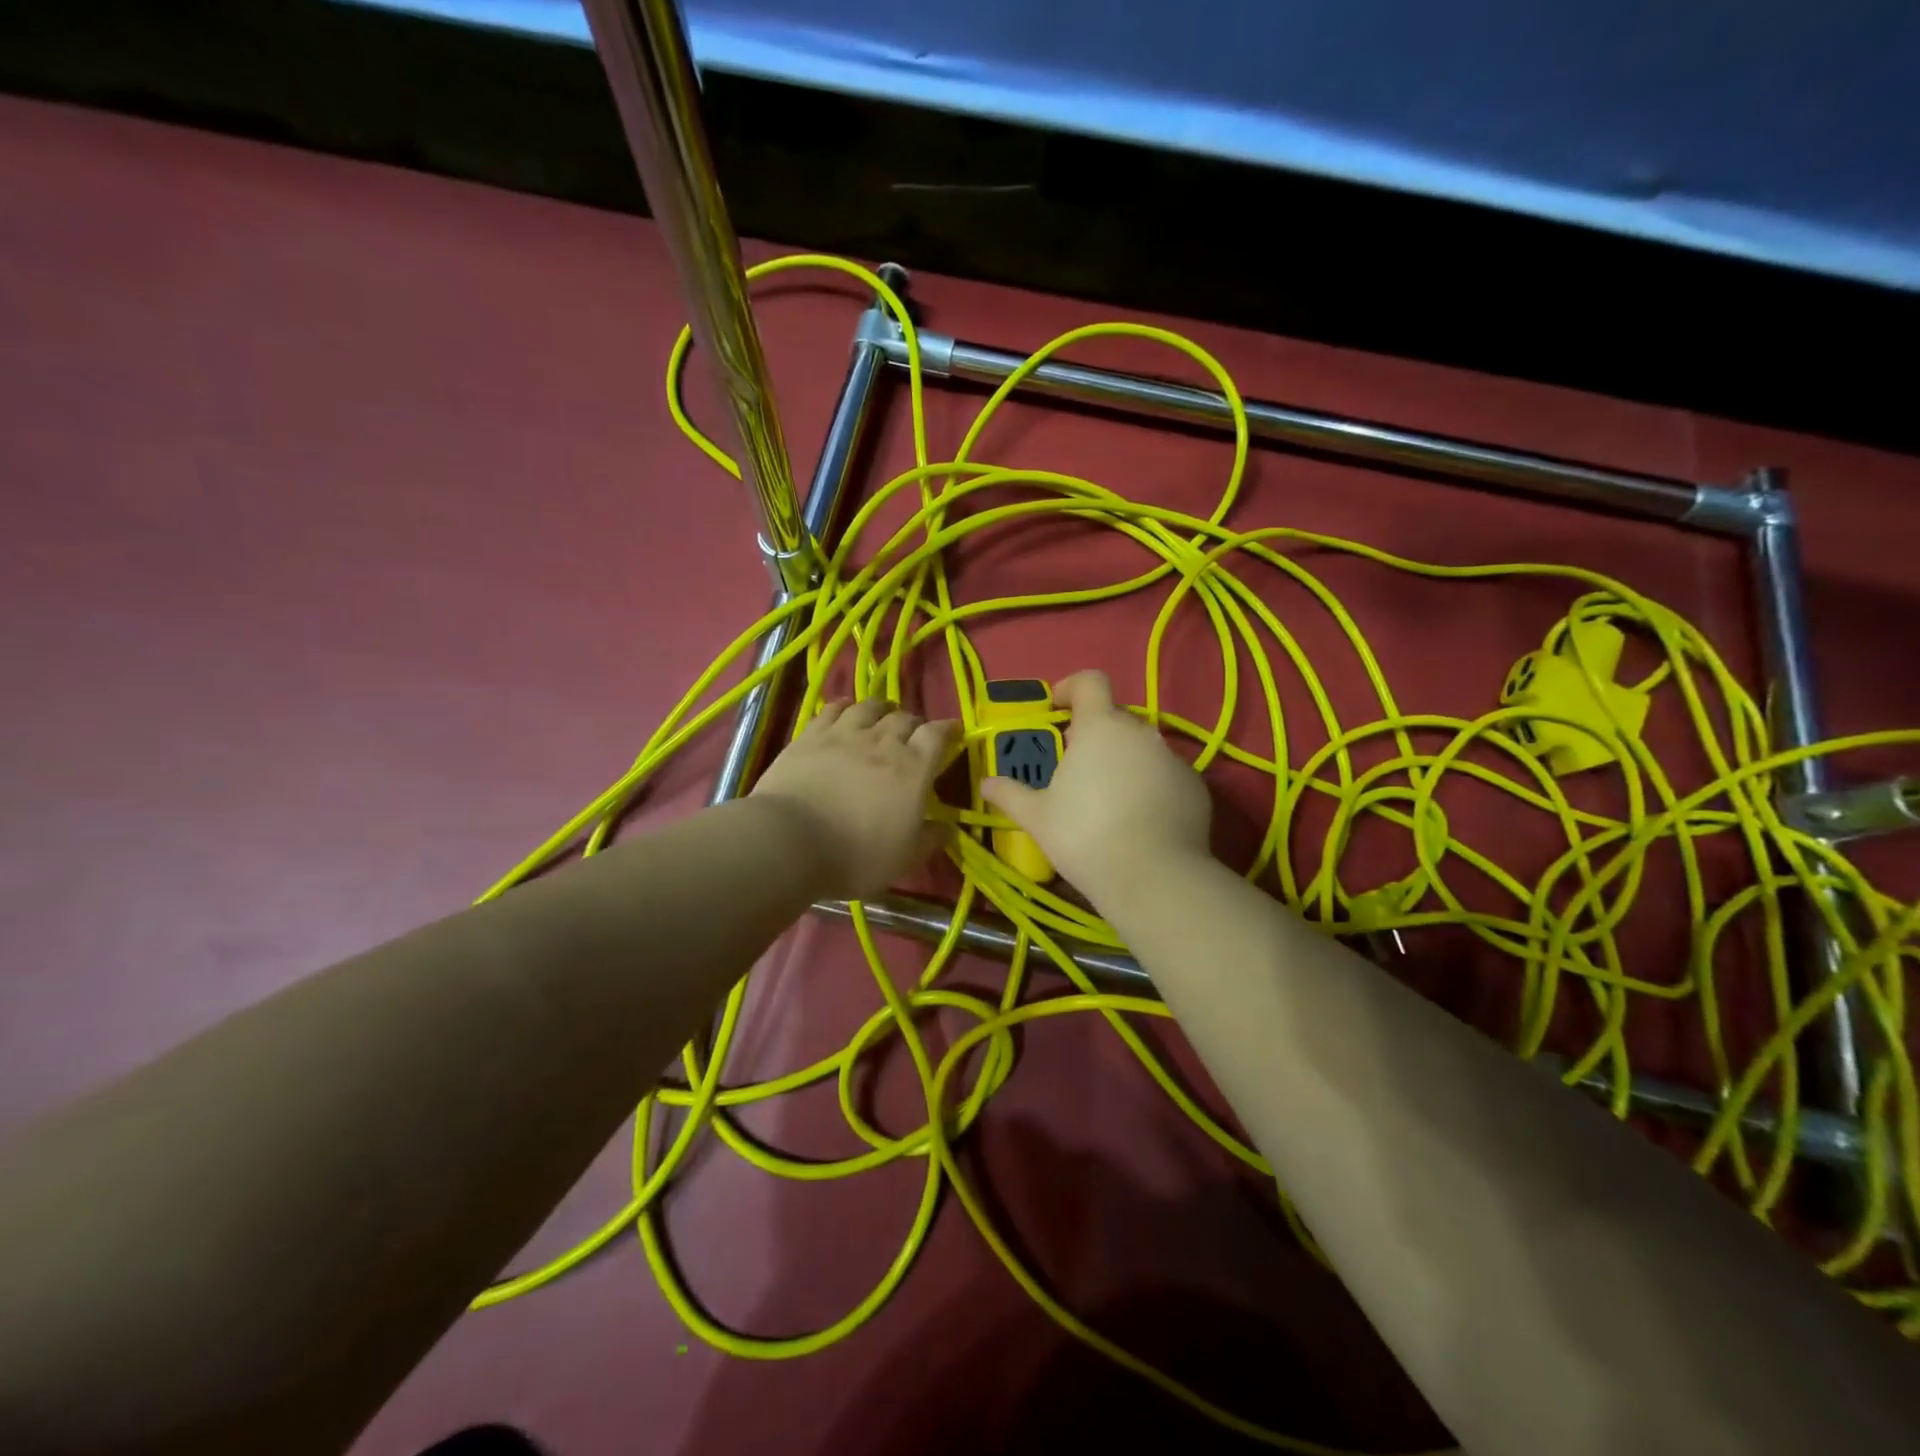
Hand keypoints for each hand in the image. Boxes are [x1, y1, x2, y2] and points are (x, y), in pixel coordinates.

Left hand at [752, 699, 957, 900]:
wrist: (791, 841)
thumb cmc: (856, 855)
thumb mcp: (904, 858)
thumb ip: (929, 839)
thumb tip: (948, 828)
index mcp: (913, 769)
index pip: (937, 736)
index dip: (948, 730)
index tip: (954, 731)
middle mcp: (883, 742)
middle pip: (905, 718)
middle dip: (914, 722)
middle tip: (914, 732)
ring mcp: (844, 734)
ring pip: (869, 707)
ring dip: (882, 708)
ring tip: (883, 713)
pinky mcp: (811, 735)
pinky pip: (832, 709)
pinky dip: (845, 706)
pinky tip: (845, 709)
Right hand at [980, 670, 1211, 903]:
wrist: (1153, 878)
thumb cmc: (1085, 837)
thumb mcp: (1037, 817)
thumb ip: (1010, 794)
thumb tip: (986, 783)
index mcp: (1100, 727)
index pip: (1090, 682)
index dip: (1071, 687)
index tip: (1058, 708)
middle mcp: (1140, 732)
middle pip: (1115, 717)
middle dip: (1094, 733)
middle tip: (1076, 766)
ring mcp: (1172, 758)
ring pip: (1142, 747)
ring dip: (1123, 759)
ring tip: (1108, 797)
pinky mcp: (1195, 786)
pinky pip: (1166, 774)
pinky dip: (1150, 784)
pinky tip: (1139, 818)